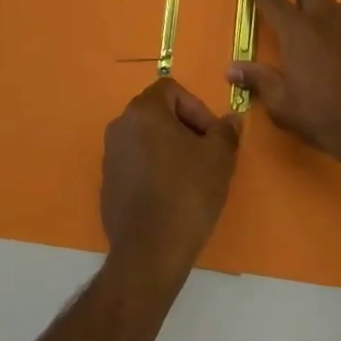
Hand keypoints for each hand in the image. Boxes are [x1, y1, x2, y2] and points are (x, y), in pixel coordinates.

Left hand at [101, 79, 238, 280]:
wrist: (149, 251)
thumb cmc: (186, 193)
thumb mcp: (219, 159)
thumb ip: (226, 132)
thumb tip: (231, 120)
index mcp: (144, 111)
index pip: (171, 89)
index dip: (197, 107)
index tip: (212, 136)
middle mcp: (120, 125)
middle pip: (158, 113)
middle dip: (185, 128)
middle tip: (206, 155)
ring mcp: (110, 155)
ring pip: (146, 139)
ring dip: (169, 149)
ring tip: (191, 177)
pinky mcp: (108, 183)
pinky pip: (135, 164)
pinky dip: (154, 170)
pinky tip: (171, 197)